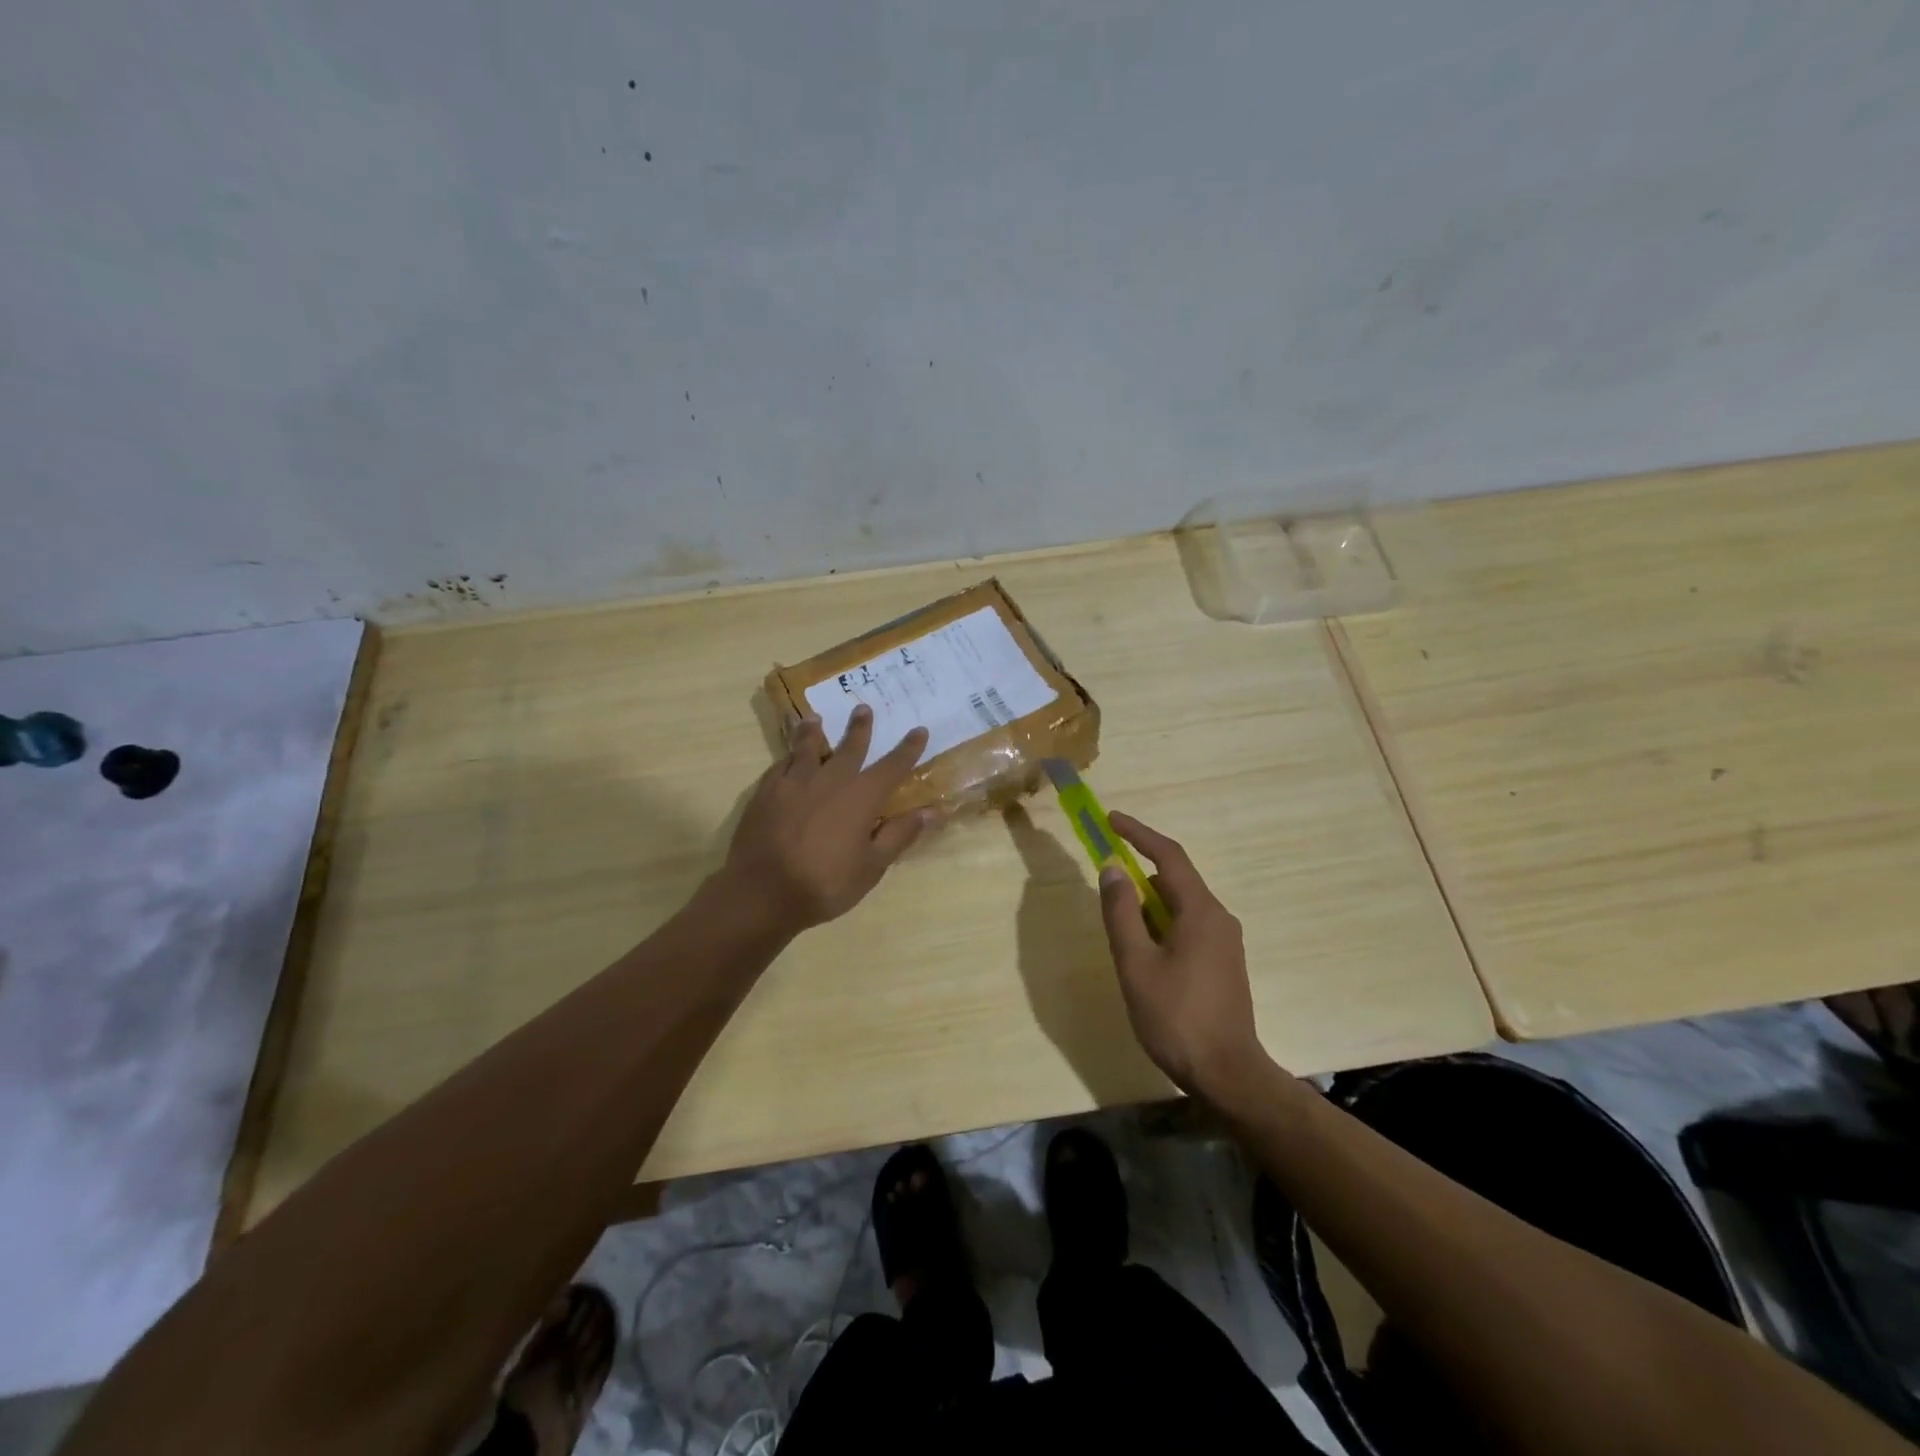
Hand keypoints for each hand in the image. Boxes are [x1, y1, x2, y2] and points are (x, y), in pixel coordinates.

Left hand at [722, 706, 935, 933]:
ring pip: (807, 747)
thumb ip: (900, 835)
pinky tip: (786, 757)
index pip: (892, 766)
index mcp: (861, 797)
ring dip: (814, 732)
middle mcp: (830, 780)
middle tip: (863, 708)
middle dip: (860, 728)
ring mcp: (794, 782)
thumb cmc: (824, 883)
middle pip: (849, 747)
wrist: (761, 892)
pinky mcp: (766, 792)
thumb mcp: (872, 867)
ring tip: (815, 719)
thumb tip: (933, 811)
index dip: (908, 749)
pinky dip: (788, 756)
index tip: (919, 730)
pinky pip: (780, 765)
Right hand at [1097, 812, 1268, 1098]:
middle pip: (1175, 880)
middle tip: (1107, 884)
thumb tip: (1112, 869)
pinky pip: (1189, 927)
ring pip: (1181, 907)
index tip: (1111, 820)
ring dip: (1149, 906)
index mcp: (1200, 911)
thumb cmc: (1176, 1017)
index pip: (1168, 856)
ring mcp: (1225, 943)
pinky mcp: (1224, 964)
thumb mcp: (1136, 963)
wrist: (1227, 1074)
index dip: (1138, 834)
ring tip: (1121, 930)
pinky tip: (1145, 953)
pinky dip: (1162, 925)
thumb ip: (1121, 913)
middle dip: (1139, 875)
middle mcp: (1219, 918)